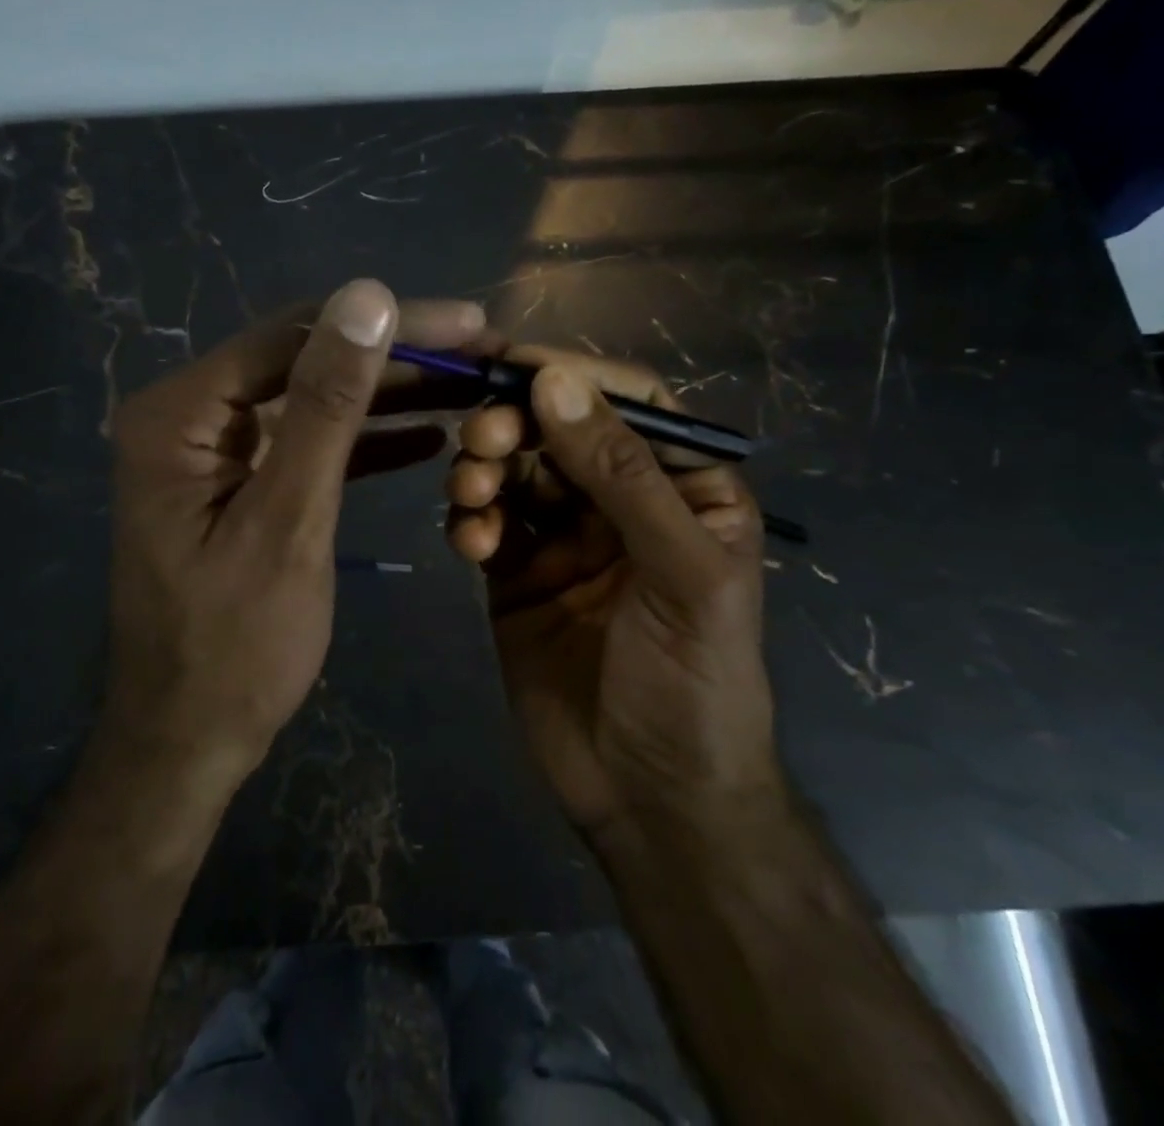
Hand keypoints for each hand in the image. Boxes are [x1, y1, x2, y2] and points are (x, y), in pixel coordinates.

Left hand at [104, 279, 487, 787]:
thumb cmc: (233, 647)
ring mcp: (213, 450)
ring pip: (314, 400)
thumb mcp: (288, 520)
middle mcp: (189, 416)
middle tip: (482, 352)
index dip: (388, 324)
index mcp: (179, 413)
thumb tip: (366, 295)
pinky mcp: (240, 482)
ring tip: (470, 386)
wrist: (189, 741)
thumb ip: (326, 405)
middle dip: (396, 357)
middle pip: (305, 361)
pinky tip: (428, 435)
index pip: (295, 337)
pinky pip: (308, 445)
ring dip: (389, 395)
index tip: (470, 323)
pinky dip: (365, 441)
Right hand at [445, 348, 780, 848]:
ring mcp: (564, 535)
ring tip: (471, 497)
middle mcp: (621, 499)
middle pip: (557, 428)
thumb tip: (555, 380)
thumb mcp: (681, 573)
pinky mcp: (516, 571)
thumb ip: (622, 474)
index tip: (510, 364)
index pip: (629, 402)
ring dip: (483, 469)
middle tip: (480, 440)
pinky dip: (470, 520)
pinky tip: (470, 546)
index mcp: (682, 485)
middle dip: (514, 424)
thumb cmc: (694, 683)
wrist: (650, 799)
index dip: (572, 375)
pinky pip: (486, 521)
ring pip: (513, 468)